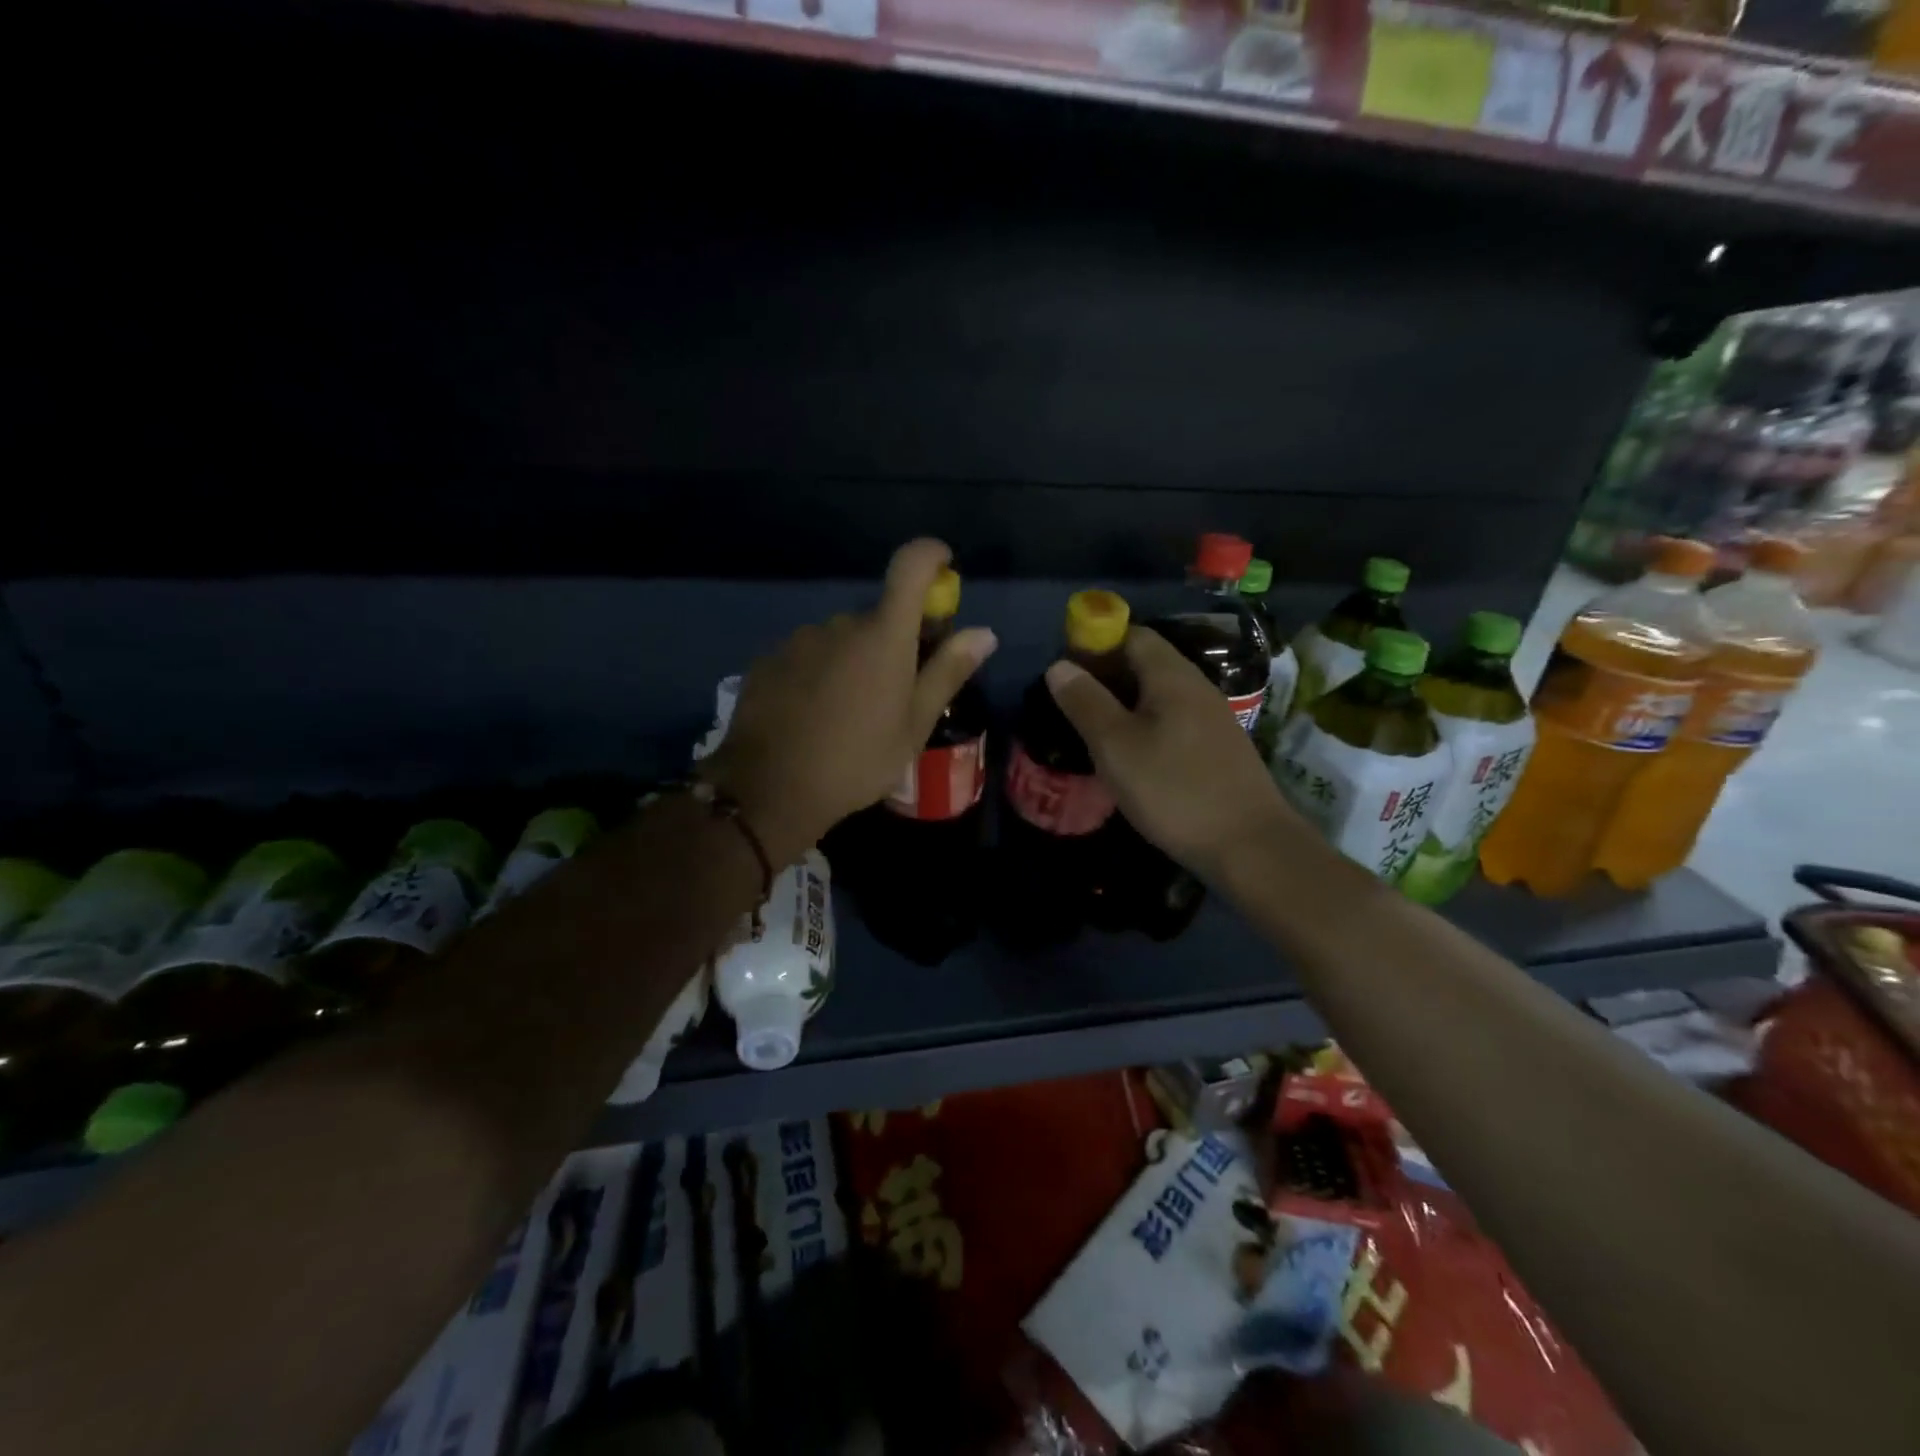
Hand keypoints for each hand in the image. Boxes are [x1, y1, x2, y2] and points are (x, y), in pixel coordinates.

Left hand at [702, 539, 996, 865]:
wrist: (771, 789)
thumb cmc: (858, 759)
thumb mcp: (914, 724)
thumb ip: (948, 672)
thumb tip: (985, 633)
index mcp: (883, 635)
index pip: (911, 566)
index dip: (931, 556)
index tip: (944, 568)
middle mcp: (841, 624)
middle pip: (878, 616)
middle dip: (894, 641)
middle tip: (896, 691)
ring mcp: (800, 639)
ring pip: (841, 638)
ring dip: (854, 660)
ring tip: (850, 712)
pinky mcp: (769, 660)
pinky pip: (808, 655)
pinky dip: (820, 673)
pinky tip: (814, 715)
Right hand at [1045, 627, 1301, 880]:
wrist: (1249, 844)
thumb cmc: (1173, 789)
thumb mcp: (1115, 746)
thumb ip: (1085, 702)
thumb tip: (1059, 666)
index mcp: (1171, 676)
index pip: (1130, 634)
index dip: (1094, 643)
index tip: (1065, 669)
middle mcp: (1196, 686)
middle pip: (1145, 662)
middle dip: (1105, 674)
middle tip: (1071, 703)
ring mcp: (1212, 717)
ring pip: (1158, 694)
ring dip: (1124, 703)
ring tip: (1093, 730)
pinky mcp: (1217, 747)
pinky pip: (1172, 719)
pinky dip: (1145, 725)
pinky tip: (1130, 755)